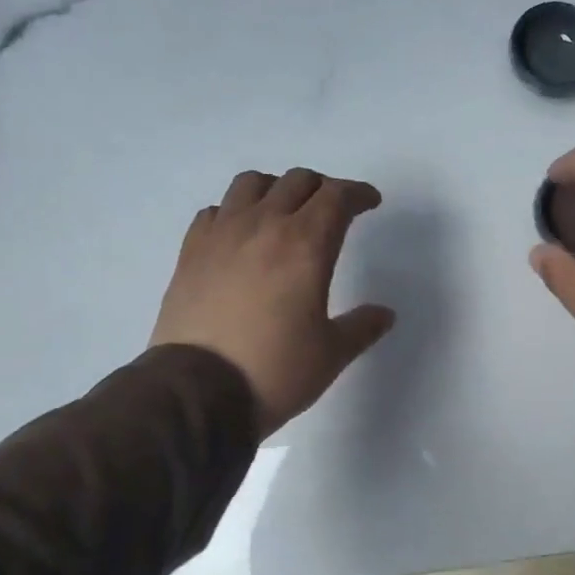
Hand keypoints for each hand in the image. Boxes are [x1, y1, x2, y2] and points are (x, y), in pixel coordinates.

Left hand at [151, 168, 395, 436]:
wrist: (198, 392)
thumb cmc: (275, 371)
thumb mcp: (331, 354)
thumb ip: (362, 327)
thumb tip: (384, 314)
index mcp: (306, 246)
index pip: (337, 197)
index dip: (358, 193)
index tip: (369, 202)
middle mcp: (263, 226)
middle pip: (297, 181)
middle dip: (323, 188)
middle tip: (334, 210)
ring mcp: (221, 235)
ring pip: (252, 183)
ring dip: (277, 189)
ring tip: (285, 213)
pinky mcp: (191, 251)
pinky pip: (217, 210)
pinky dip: (236, 212)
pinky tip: (242, 236)